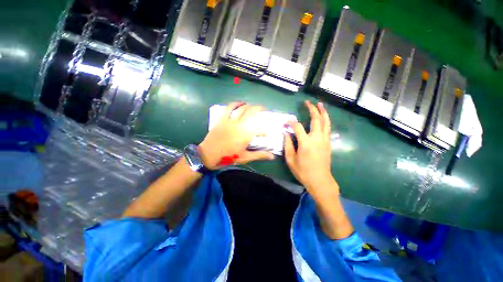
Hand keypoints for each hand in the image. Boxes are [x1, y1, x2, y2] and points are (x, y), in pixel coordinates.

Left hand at [199, 102, 274, 169]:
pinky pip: (229, 108)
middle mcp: (239, 125)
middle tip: (263, 109)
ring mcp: (230, 121)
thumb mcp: (245, 157)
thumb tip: (272, 156)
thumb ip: (259, 155)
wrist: (208, 155)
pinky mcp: (222, 119)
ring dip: (249, 105)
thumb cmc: (228, 157)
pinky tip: (240, 103)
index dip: (265, 127)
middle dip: (259, 109)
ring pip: (241, 109)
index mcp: (245, 135)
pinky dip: (235, 103)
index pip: (259, 127)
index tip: (266, 131)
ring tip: (253, 106)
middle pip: (251, 112)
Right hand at [284, 101, 338, 195]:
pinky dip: (326, 120)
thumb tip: (285, 133)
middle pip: (316, 119)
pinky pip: (328, 128)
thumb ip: (287, 144)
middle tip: (307, 102)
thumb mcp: (290, 159)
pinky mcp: (328, 143)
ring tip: (320, 104)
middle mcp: (317, 138)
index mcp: (306, 143)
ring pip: (325, 122)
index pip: (298, 127)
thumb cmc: (303, 171)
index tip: (285, 122)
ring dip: (323, 112)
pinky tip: (323, 117)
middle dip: (312, 109)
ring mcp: (324, 140)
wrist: (320, 180)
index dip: (291, 122)